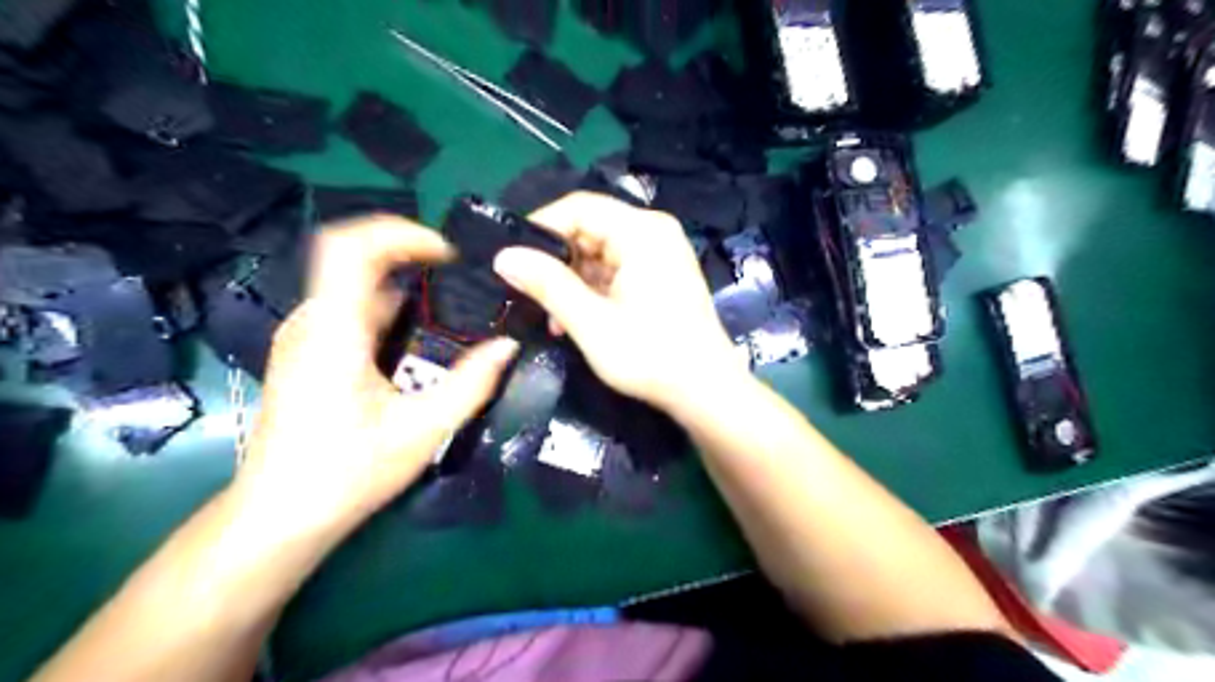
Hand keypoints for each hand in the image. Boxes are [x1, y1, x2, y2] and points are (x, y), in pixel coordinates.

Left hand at [231, 219, 516, 543]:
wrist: (279, 516)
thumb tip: (507, 346)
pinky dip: (385, 305)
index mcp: (333, 333)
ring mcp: (303, 338)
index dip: (399, 233)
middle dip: (408, 254)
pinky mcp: (305, 354)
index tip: (446, 254)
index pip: (350, 248)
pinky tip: (414, 339)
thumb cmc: (347, 474)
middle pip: (352, 257)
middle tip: (456, 277)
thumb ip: (471, 385)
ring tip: (445, 306)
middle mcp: (311, 324)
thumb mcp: (422, 431)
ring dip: (399, 282)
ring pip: (351, 284)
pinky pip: (347, 309)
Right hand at [491, 195, 740, 412]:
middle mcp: (653, 232)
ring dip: (571, 282)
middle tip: (525, 293)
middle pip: (588, 229)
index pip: (578, 207)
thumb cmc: (651, 356)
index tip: (509, 258)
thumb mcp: (591, 322)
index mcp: (642, 231)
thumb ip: (547, 284)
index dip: (539, 228)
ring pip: (598, 252)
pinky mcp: (660, 274)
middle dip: (555, 262)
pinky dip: (591, 290)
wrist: (705, 391)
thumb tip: (503, 256)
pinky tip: (573, 319)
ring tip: (549, 317)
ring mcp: (660, 253)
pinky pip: (615, 269)